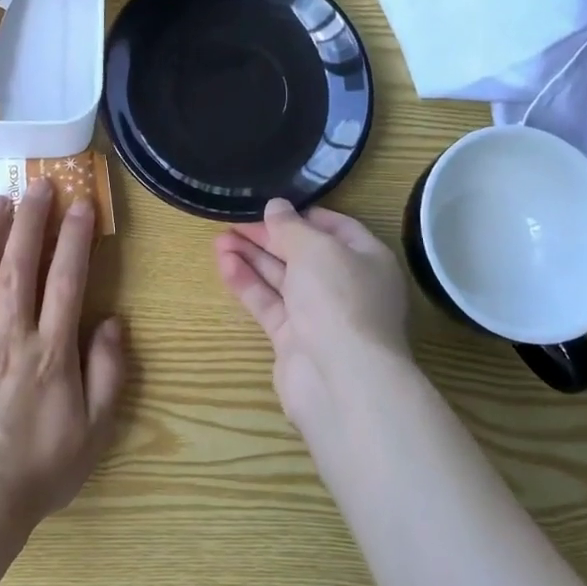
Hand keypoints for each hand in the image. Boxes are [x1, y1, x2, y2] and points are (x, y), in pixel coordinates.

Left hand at [0, 178, 127, 532]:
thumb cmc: (40, 469)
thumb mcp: (95, 431)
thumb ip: (108, 373)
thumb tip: (112, 321)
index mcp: (50, 352)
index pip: (66, 280)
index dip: (75, 237)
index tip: (81, 203)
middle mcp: (8, 337)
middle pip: (20, 266)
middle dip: (31, 220)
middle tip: (37, 183)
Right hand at [216, 199, 411, 428]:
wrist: (341, 379)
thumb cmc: (338, 298)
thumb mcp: (315, 248)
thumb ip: (290, 226)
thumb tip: (276, 206)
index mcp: (367, 259)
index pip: (336, 228)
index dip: (302, 215)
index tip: (270, 207)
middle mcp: (347, 286)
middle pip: (303, 253)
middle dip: (268, 237)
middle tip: (232, 221)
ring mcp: (320, 315)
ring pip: (282, 279)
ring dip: (252, 258)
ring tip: (218, 239)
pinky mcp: (295, 340)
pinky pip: (269, 304)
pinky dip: (248, 284)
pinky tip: (225, 265)